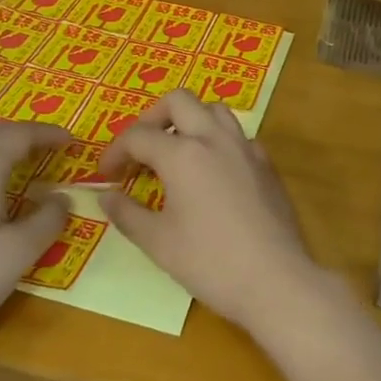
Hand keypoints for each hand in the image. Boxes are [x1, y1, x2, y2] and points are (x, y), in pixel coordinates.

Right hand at [98, 90, 323, 336]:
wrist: (275, 279)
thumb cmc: (210, 262)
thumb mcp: (158, 242)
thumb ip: (127, 213)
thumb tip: (105, 195)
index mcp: (183, 154)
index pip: (139, 136)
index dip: (116, 151)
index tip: (106, 175)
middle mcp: (215, 139)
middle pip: (180, 101)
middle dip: (153, 117)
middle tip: (141, 148)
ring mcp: (245, 148)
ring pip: (214, 110)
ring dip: (189, 120)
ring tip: (176, 151)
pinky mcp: (266, 164)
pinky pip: (237, 135)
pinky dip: (217, 140)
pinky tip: (212, 171)